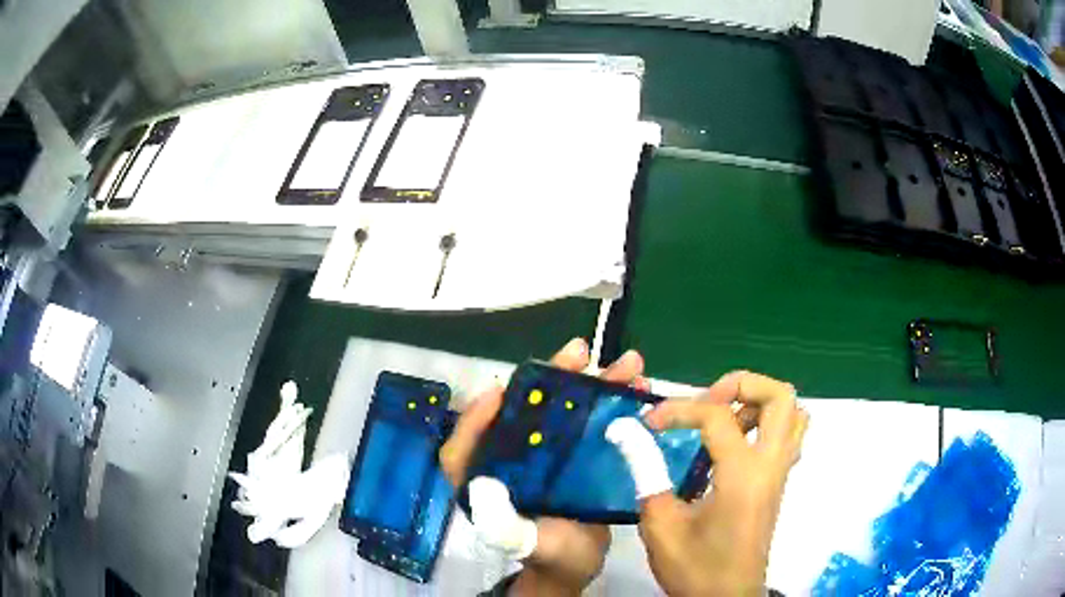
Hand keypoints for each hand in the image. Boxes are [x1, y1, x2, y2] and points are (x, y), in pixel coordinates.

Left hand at [439, 338, 647, 595]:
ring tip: (629, 365)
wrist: (580, 567)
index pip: (465, 445)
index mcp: (485, 478)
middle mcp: (512, 458)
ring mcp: (548, 455)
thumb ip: (502, 524)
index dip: (477, 417)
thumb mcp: (521, 543)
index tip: (501, 392)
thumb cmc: (547, 557)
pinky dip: (614, 406)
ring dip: (595, 383)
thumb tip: (486, 483)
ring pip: (566, 410)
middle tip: (581, 353)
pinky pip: (592, 425)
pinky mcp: (578, 457)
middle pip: (525, 412)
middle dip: (553, 379)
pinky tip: (638, 391)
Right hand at [615, 371, 807, 595]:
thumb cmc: (695, 568)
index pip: (718, 418)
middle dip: (742, 385)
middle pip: (780, 397)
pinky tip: (734, 444)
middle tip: (707, 402)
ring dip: (759, 403)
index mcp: (743, 476)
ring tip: (723, 419)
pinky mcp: (778, 484)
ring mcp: (779, 474)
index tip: (648, 424)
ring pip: (793, 413)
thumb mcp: (660, 524)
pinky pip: (788, 436)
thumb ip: (646, 473)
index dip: (678, 410)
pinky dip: (766, 424)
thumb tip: (628, 433)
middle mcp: (770, 466)